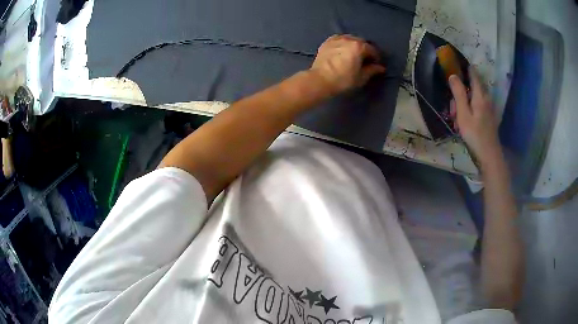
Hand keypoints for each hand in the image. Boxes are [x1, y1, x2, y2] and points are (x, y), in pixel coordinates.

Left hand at [309, 34, 385, 95]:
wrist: (320, 80)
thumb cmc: (343, 80)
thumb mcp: (361, 77)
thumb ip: (372, 70)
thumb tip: (381, 68)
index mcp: (359, 46)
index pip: (372, 50)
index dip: (376, 58)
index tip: (376, 65)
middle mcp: (349, 39)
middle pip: (361, 42)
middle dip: (365, 50)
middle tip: (365, 60)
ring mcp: (337, 39)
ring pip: (350, 39)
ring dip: (355, 45)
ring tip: (354, 55)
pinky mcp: (327, 42)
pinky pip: (339, 39)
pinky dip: (344, 43)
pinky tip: (343, 50)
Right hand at [449, 67, 500, 165]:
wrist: (489, 155)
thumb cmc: (475, 134)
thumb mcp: (463, 114)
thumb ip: (459, 94)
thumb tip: (453, 75)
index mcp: (480, 95)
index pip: (474, 75)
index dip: (466, 67)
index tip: (457, 62)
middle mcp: (486, 98)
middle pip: (474, 85)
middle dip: (463, 87)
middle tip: (453, 102)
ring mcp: (489, 108)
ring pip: (476, 96)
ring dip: (466, 100)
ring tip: (457, 115)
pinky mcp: (489, 117)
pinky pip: (478, 105)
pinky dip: (470, 107)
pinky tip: (465, 119)